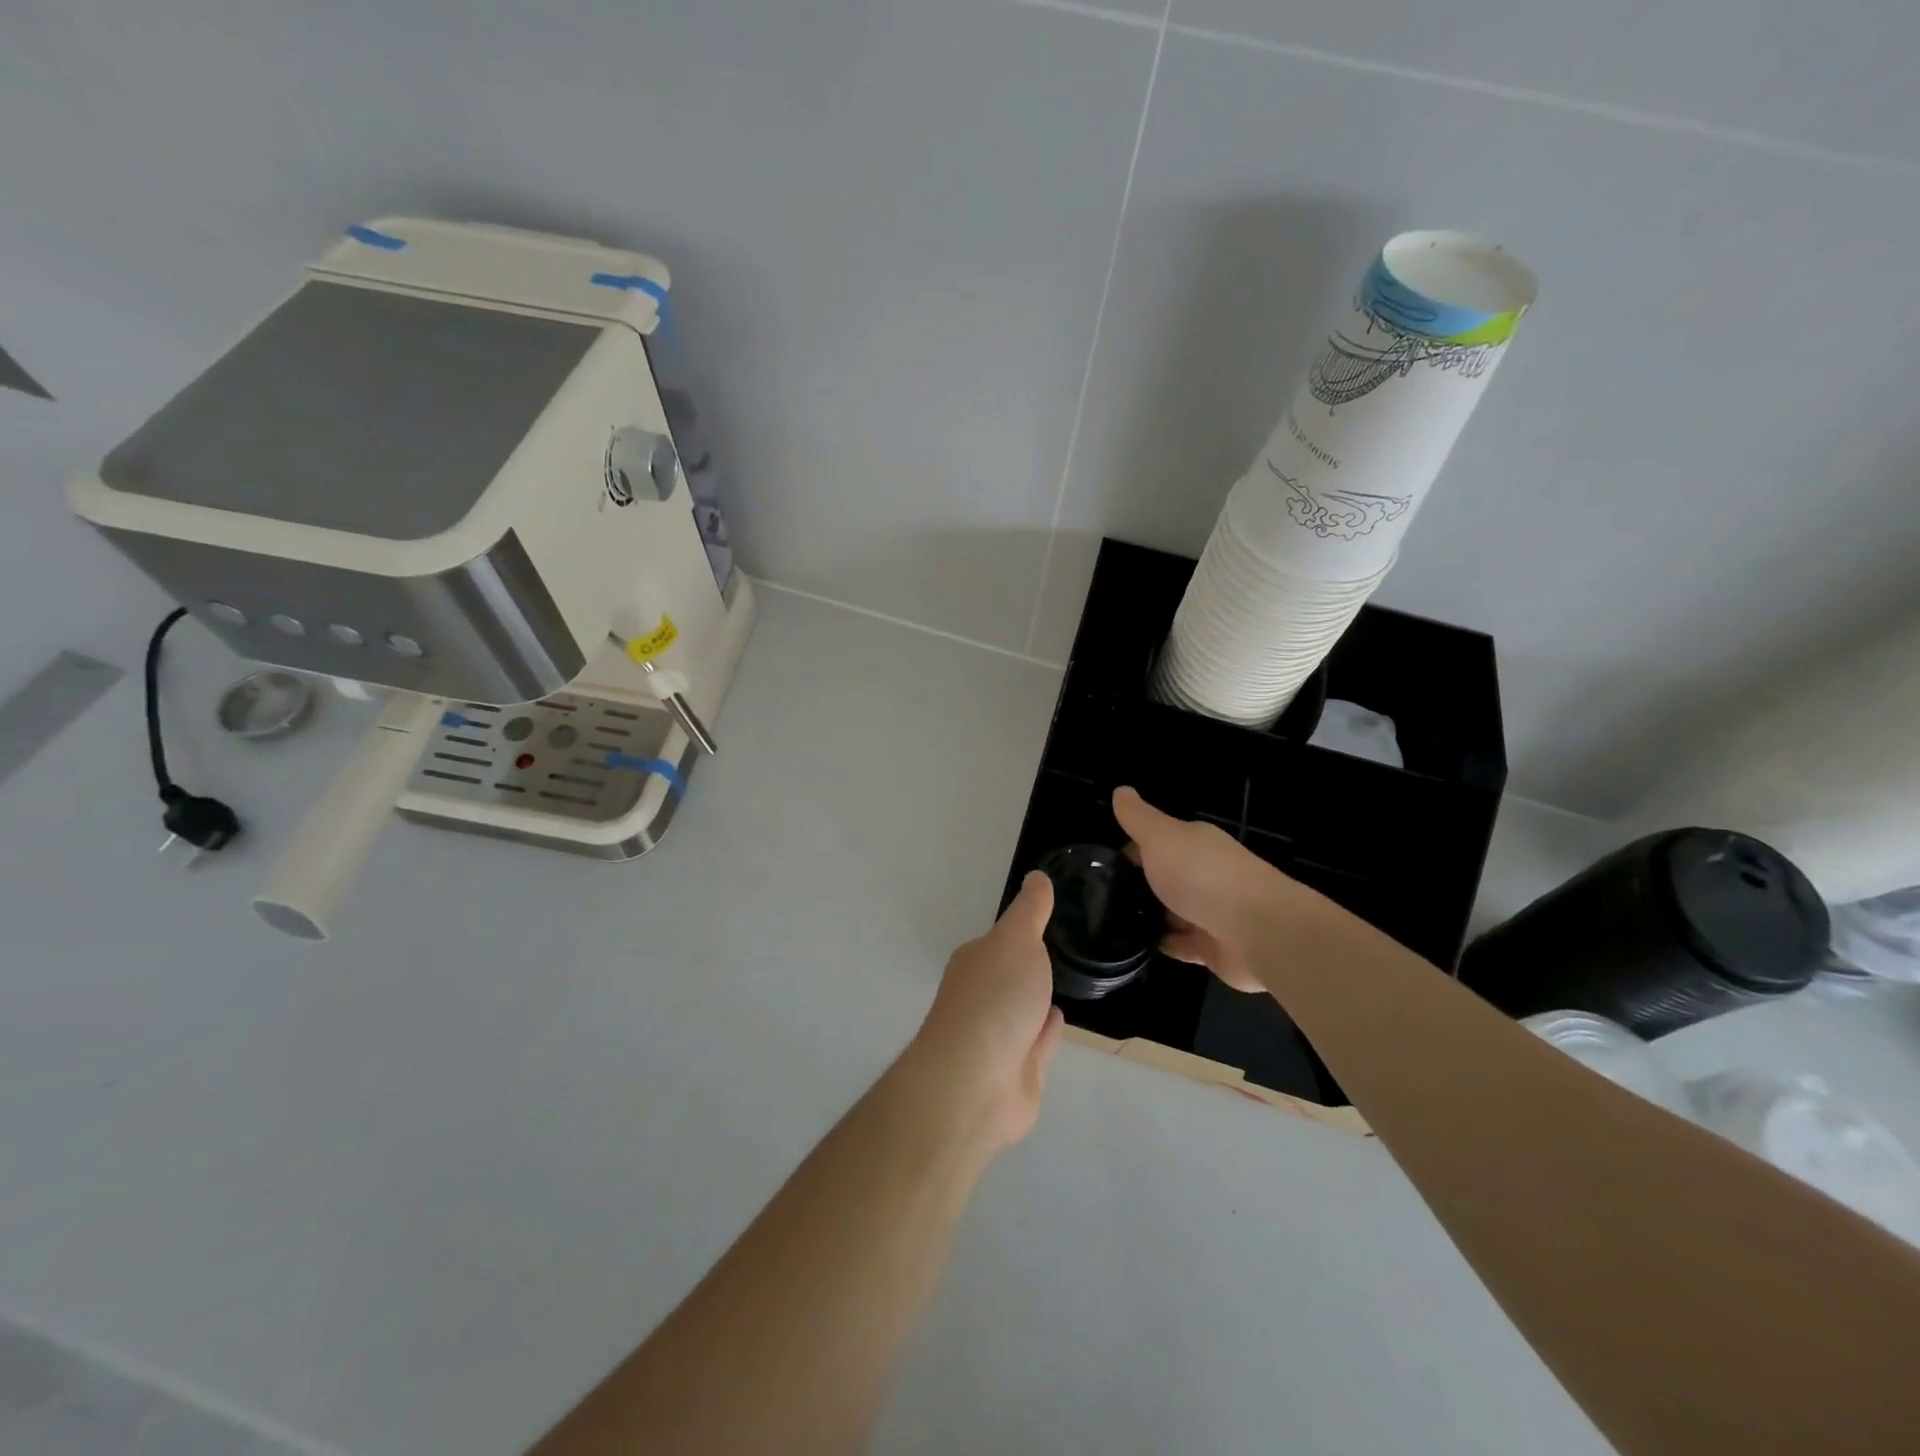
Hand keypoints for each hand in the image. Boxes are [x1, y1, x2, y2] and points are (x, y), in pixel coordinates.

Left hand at [906, 872, 1064, 1151]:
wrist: (976, 1083)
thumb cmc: (994, 999)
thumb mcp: (1016, 940)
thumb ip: (1030, 910)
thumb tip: (1036, 876)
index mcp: (976, 962)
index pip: (999, 941)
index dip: (1020, 930)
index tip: (1045, 918)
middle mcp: (981, 997)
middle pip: (1008, 975)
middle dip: (1028, 965)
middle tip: (1061, 949)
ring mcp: (998, 1038)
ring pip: (1023, 1010)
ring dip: (1037, 998)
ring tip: (1063, 981)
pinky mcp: (1018, 1072)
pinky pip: (1037, 1042)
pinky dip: (1047, 1030)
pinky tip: (1059, 1017)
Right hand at [1113, 786, 1304, 992]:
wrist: (1257, 931)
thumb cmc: (1203, 875)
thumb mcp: (1162, 837)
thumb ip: (1138, 818)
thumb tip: (1120, 790)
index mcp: (1195, 843)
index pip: (1158, 840)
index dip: (1131, 846)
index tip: (1102, 861)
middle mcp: (1205, 873)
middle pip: (1166, 875)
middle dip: (1138, 882)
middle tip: (1098, 893)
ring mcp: (1209, 912)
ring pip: (1172, 910)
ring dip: (1149, 915)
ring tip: (1110, 921)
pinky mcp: (1212, 947)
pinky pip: (1180, 944)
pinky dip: (1162, 943)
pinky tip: (1135, 945)